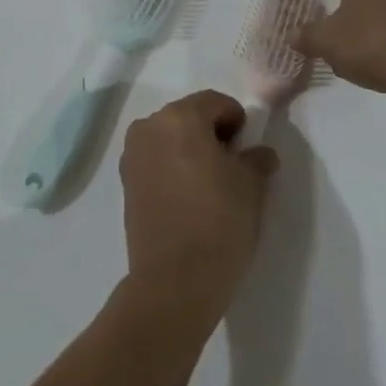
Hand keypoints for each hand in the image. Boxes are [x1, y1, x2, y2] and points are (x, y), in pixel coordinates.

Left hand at [119, 92, 277, 331]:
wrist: (174, 282)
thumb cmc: (218, 222)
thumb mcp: (251, 185)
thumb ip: (256, 159)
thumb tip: (259, 153)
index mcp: (180, 117)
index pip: (216, 102)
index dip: (237, 121)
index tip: (248, 150)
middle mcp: (149, 127)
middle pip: (189, 116)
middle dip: (212, 133)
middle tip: (232, 166)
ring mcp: (132, 155)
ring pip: (170, 138)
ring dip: (190, 150)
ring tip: (210, 185)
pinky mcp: (125, 184)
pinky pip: (156, 161)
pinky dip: (173, 168)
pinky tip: (189, 198)